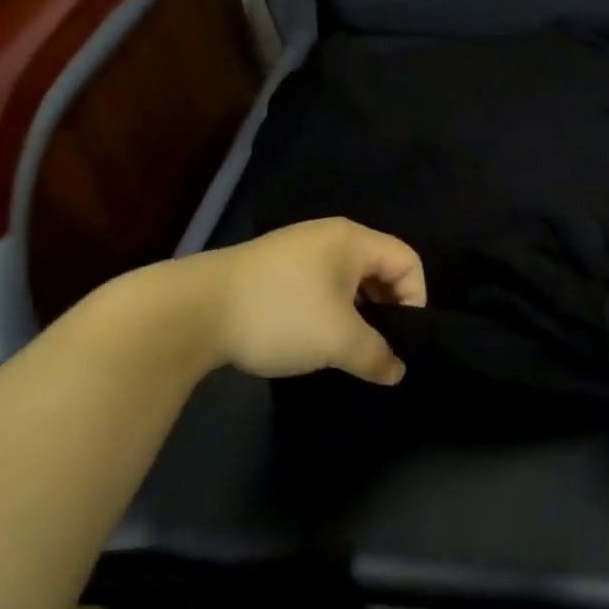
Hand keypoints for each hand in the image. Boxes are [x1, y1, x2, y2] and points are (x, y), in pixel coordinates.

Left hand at [101, 218, 425, 385]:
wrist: (192, 310)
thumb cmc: (280, 314)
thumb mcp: (338, 340)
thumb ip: (376, 355)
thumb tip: (397, 371)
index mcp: (352, 240)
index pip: (408, 260)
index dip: (416, 299)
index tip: (401, 338)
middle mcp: (328, 236)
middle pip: (378, 268)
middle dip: (386, 309)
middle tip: (377, 346)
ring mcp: (295, 250)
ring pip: (346, 280)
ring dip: (355, 313)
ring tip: (344, 348)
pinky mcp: (270, 268)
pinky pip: (318, 285)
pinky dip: (327, 310)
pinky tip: (310, 339)